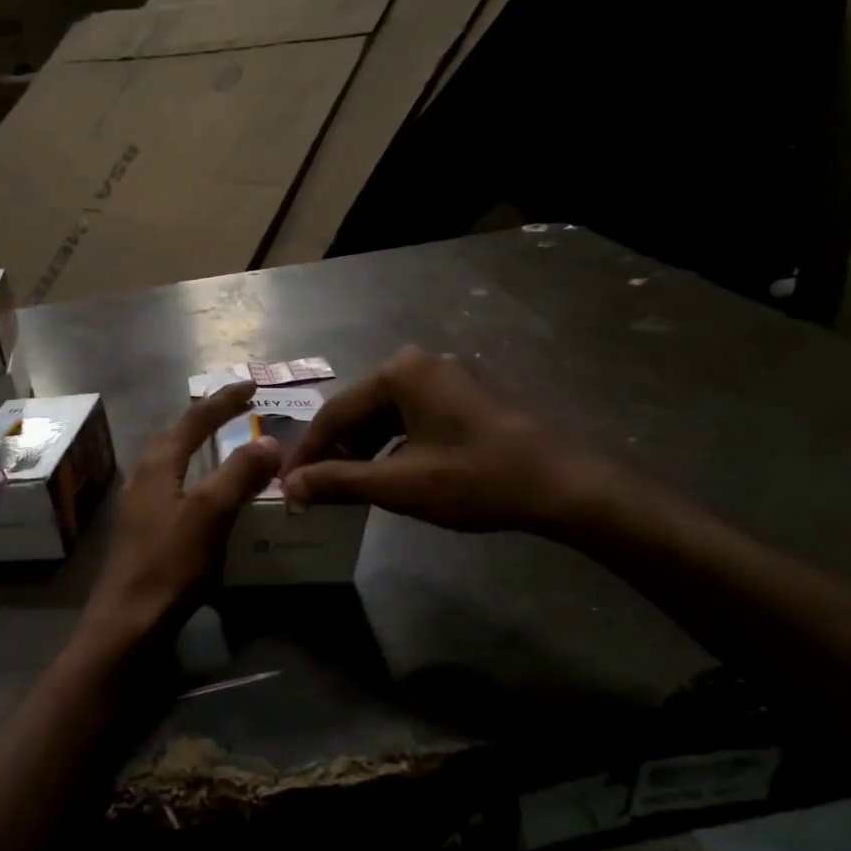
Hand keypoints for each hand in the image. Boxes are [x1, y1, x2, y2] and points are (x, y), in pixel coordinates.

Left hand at [79, 381, 280, 652]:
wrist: (127, 626)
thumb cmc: (169, 565)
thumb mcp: (210, 514)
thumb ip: (239, 474)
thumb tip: (269, 441)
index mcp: (157, 465)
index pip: (194, 419)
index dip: (224, 400)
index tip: (251, 385)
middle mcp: (144, 477)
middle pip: (176, 433)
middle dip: (206, 417)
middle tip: (237, 407)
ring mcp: (140, 504)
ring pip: (172, 459)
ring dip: (198, 443)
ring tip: (224, 440)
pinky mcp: (144, 530)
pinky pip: (174, 485)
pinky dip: (196, 474)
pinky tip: (207, 492)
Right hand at [279, 346, 610, 535]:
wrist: (564, 484)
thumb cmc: (476, 478)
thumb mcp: (400, 484)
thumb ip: (339, 481)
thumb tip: (289, 487)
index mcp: (400, 371)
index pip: (334, 413)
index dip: (307, 452)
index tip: (286, 486)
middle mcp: (421, 362)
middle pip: (360, 410)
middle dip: (335, 451)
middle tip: (314, 488)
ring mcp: (448, 376)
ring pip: (387, 414)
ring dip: (364, 450)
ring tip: (347, 486)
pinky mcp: (468, 395)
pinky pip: (414, 416)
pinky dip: (394, 445)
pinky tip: (389, 473)